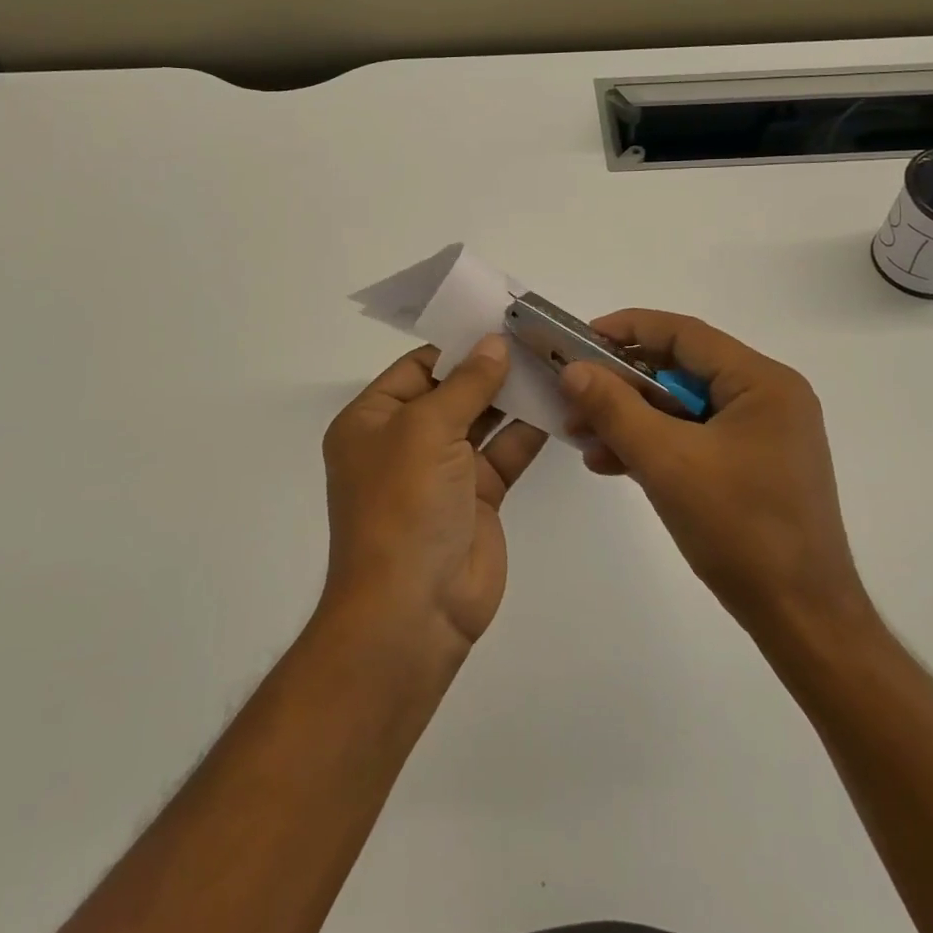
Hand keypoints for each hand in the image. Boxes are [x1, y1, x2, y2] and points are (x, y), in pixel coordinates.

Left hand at [322, 335, 547, 654]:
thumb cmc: (403, 505)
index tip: (502, 322)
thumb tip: (494, 343)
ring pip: (483, 421)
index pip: (419, 368)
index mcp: (372, 420)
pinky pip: (505, 453)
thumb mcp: (426, 430)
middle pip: (453, 391)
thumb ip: (466, 384)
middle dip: (491, 368)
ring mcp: (443, 471)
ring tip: (554, 362)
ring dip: (514, 396)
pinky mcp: (478, 498)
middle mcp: (404, 442)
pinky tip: (559, 404)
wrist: (414, 610)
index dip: (459, 345)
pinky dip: (529, 431)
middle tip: (538, 337)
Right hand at [559, 310, 866, 633]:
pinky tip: (612, 462)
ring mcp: (764, 434)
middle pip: (682, 370)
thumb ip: (615, 409)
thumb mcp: (667, 462)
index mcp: (762, 382)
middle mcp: (768, 397)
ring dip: (632, 419)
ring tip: (583, 438)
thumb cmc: (740, 530)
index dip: (627, 329)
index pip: (685, 334)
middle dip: (622, 385)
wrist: (801, 620)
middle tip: (574, 396)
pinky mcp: (755, 466)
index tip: (579, 340)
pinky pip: (696, 438)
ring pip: (684, 408)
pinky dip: (656, 446)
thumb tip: (573, 370)